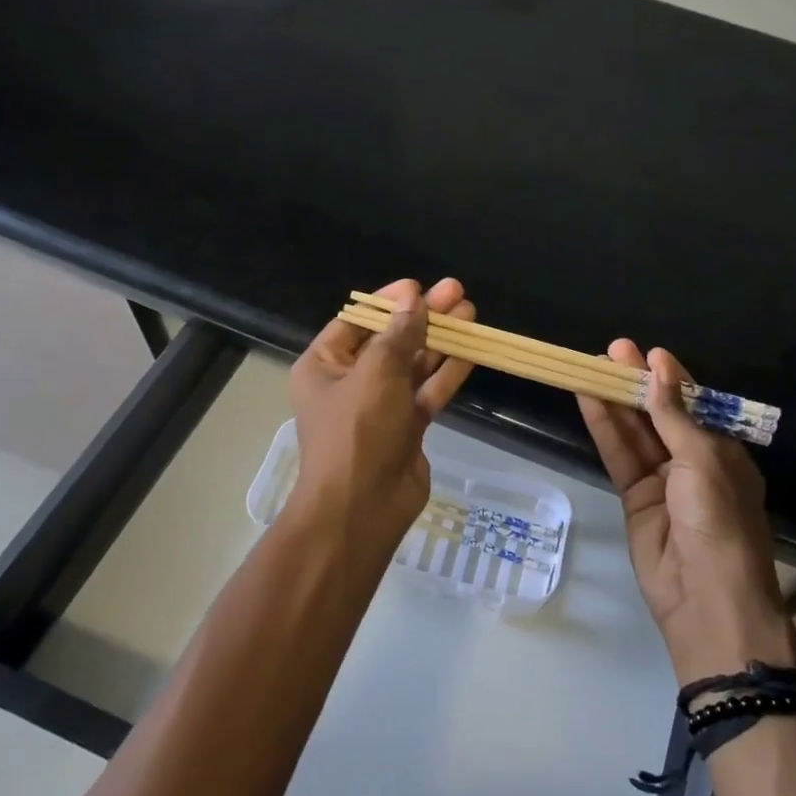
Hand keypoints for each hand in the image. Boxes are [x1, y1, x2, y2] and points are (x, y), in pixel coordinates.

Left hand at [287, 277, 474, 549]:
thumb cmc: (357, 432)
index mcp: (324, 366)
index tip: (418, 287)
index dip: (388, 301)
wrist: (363, 508)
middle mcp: (350, 382)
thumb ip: (398, 334)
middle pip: (390, 340)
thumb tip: (413, 299)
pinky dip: (447, 371)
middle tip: (457, 292)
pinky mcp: (407, 427)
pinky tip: (471, 350)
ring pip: (413, 364)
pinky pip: (427, 391)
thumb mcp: (375, 374)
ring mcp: (380, 406)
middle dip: (423, 317)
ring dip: (440, 340)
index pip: (356, 321)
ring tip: (471, 313)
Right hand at [579, 342, 795, 681]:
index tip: (646, 353)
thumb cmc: (720, 522)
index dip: (669, 378)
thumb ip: (674, 416)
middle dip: (637, 383)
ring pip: (635, 433)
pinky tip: (589, 401)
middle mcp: (693, 462)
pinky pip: (619, 457)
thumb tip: (659, 367)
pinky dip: (605, 429)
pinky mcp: (634, 499)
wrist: (707, 600)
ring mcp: (662, 481)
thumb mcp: (703, 461)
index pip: (693, 404)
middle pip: (659, 414)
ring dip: (616, 400)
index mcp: (723, 451)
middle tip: (611, 350)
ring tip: (591, 366)